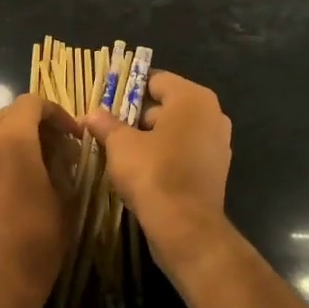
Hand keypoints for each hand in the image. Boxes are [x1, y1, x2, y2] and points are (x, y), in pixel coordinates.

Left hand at [0, 94, 75, 307]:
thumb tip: (64, 152)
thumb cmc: (36, 245)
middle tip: (61, 151)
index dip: (57, 114)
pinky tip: (6, 180)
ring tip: (36, 165)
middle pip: (11, 115)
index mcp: (12, 140)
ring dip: (15, 139)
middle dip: (38, 126)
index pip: (33, 103)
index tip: (73, 137)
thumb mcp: (65, 202)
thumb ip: (65, 166)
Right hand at [82, 72, 235, 281]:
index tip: (107, 103)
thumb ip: (105, 124)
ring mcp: (218, 143)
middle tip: (111, 128)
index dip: (129, 89)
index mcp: (192, 98)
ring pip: (177, 130)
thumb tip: (90, 114)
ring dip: (152, 137)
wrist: (185, 227)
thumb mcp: (120, 145)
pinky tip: (144, 170)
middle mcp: (212, 114)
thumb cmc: (153, 173)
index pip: (156, 80)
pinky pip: (186, 152)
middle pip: (168, 105)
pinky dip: (167, 156)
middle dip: (139, 115)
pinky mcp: (216, 170)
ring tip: (123, 151)